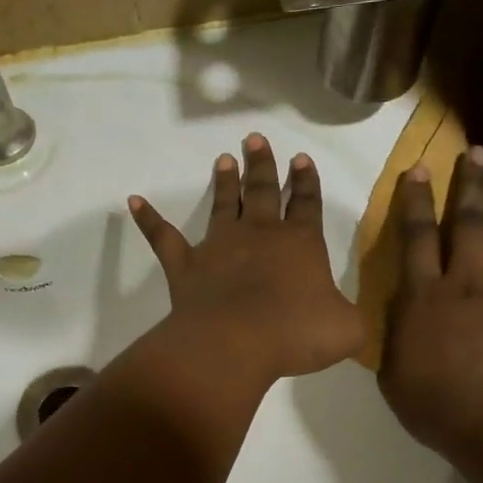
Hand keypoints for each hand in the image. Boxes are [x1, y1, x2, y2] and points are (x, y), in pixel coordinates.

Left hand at [130, 134, 364, 383]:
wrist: (236, 343)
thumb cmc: (296, 334)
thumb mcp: (346, 330)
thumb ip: (348, 318)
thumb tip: (345, 318)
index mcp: (300, 243)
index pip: (307, 204)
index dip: (306, 182)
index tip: (302, 159)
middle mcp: (259, 235)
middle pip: (262, 191)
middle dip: (262, 165)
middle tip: (256, 138)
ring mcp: (219, 247)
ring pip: (223, 205)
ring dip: (224, 182)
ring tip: (224, 159)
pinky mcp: (185, 266)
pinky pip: (163, 237)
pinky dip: (148, 219)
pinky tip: (134, 201)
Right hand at [378, 145, 482, 460]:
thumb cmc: (437, 405)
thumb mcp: (393, 373)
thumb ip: (395, 333)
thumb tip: (400, 305)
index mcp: (425, 297)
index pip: (417, 238)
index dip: (416, 201)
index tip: (418, 168)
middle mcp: (468, 285)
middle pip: (466, 226)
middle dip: (468, 186)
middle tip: (474, 152)